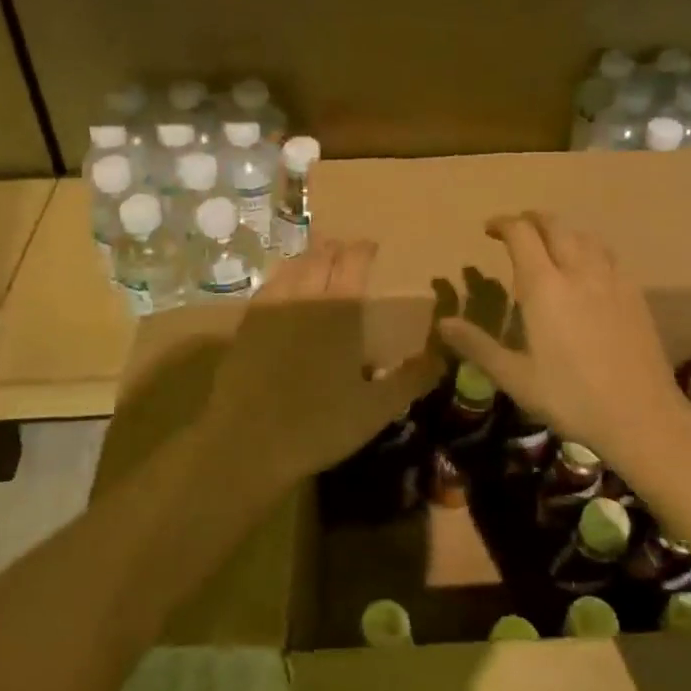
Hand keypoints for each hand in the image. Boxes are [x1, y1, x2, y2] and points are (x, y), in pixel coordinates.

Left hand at [200, 238, 440, 487]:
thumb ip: (412, 378)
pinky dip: (283, 277)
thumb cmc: (319, 424)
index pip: (354, 260)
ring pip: (292, 266)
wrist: (246, 443)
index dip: (364, 249)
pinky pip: (269, 286)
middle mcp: (306, 295)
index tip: (372, 247)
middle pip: (321, 256)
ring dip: (309, 258)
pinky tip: (284, 289)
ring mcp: (271, 307)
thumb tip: (444, 356)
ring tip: (318, 262)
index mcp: (341, 308)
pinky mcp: (246, 324)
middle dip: (336, 249)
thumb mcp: (377, 408)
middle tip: (346, 251)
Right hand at [439, 212, 683, 457]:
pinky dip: (590, 249)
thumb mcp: (516, 378)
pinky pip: (608, 255)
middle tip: (516, 229)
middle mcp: (578, 272)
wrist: (642, 416)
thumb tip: (444, 323)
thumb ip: (478, 346)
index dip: (503, 224)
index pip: (522, 235)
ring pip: (585, 236)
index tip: (489, 230)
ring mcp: (611, 280)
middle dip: (532, 220)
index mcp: (545, 288)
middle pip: (555, 226)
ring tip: (551, 245)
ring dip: (562, 232)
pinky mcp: (635, 294)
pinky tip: (588, 270)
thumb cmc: (572, 398)